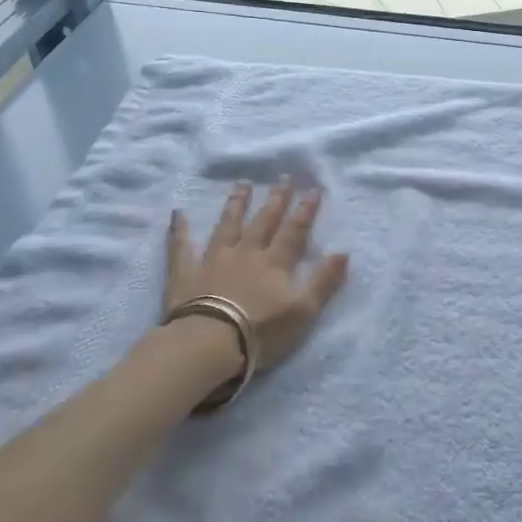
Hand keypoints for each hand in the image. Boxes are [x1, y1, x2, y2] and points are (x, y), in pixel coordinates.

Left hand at [164, 181, 349, 375]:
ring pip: (228, 226)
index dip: (305, 210)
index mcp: (274, 263)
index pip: (294, 231)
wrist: (209, 344)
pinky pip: (181, 247)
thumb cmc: (261, 331)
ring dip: (236, 204)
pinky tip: (178, 213)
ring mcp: (214, 260)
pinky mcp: (186, 273)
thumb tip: (343, 252)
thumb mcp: (303, 311)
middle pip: (263, 221)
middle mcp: (246, 253)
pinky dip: (180, 230)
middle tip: (283, 177)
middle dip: (275, 199)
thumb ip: (324, 281)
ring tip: (242, 184)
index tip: (313, 189)